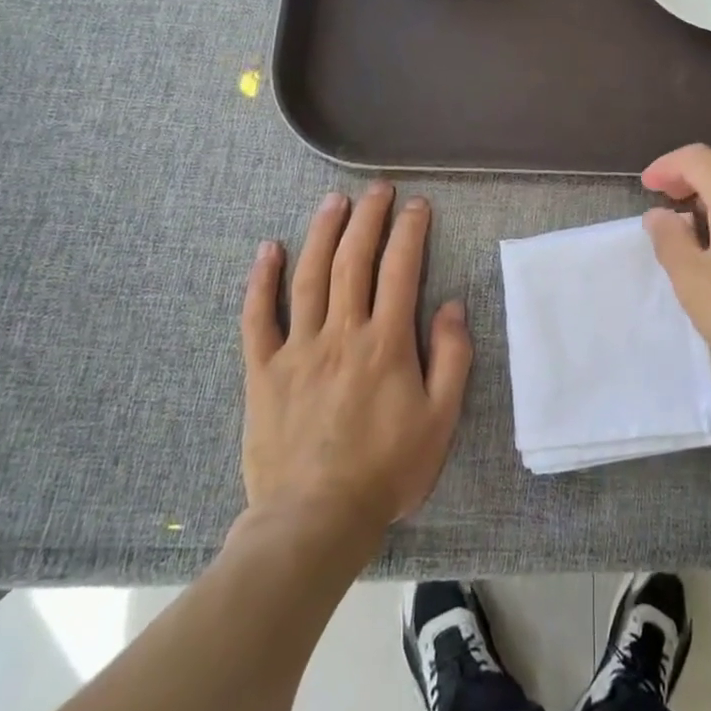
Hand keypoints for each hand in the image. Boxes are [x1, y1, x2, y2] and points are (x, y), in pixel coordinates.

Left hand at [238, 183, 471, 546]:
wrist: (314, 521)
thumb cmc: (386, 470)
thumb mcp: (441, 419)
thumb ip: (452, 357)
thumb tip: (453, 305)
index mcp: (386, 342)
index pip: (401, 269)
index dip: (410, 231)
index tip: (417, 204)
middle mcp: (341, 333)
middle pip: (354, 261)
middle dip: (368, 218)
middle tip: (377, 189)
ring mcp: (298, 349)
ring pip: (309, 277)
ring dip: (322, 233)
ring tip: (334, 201)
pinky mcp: (264, 371)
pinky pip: (258, 318)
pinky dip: (262, 280)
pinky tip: (268, 250)